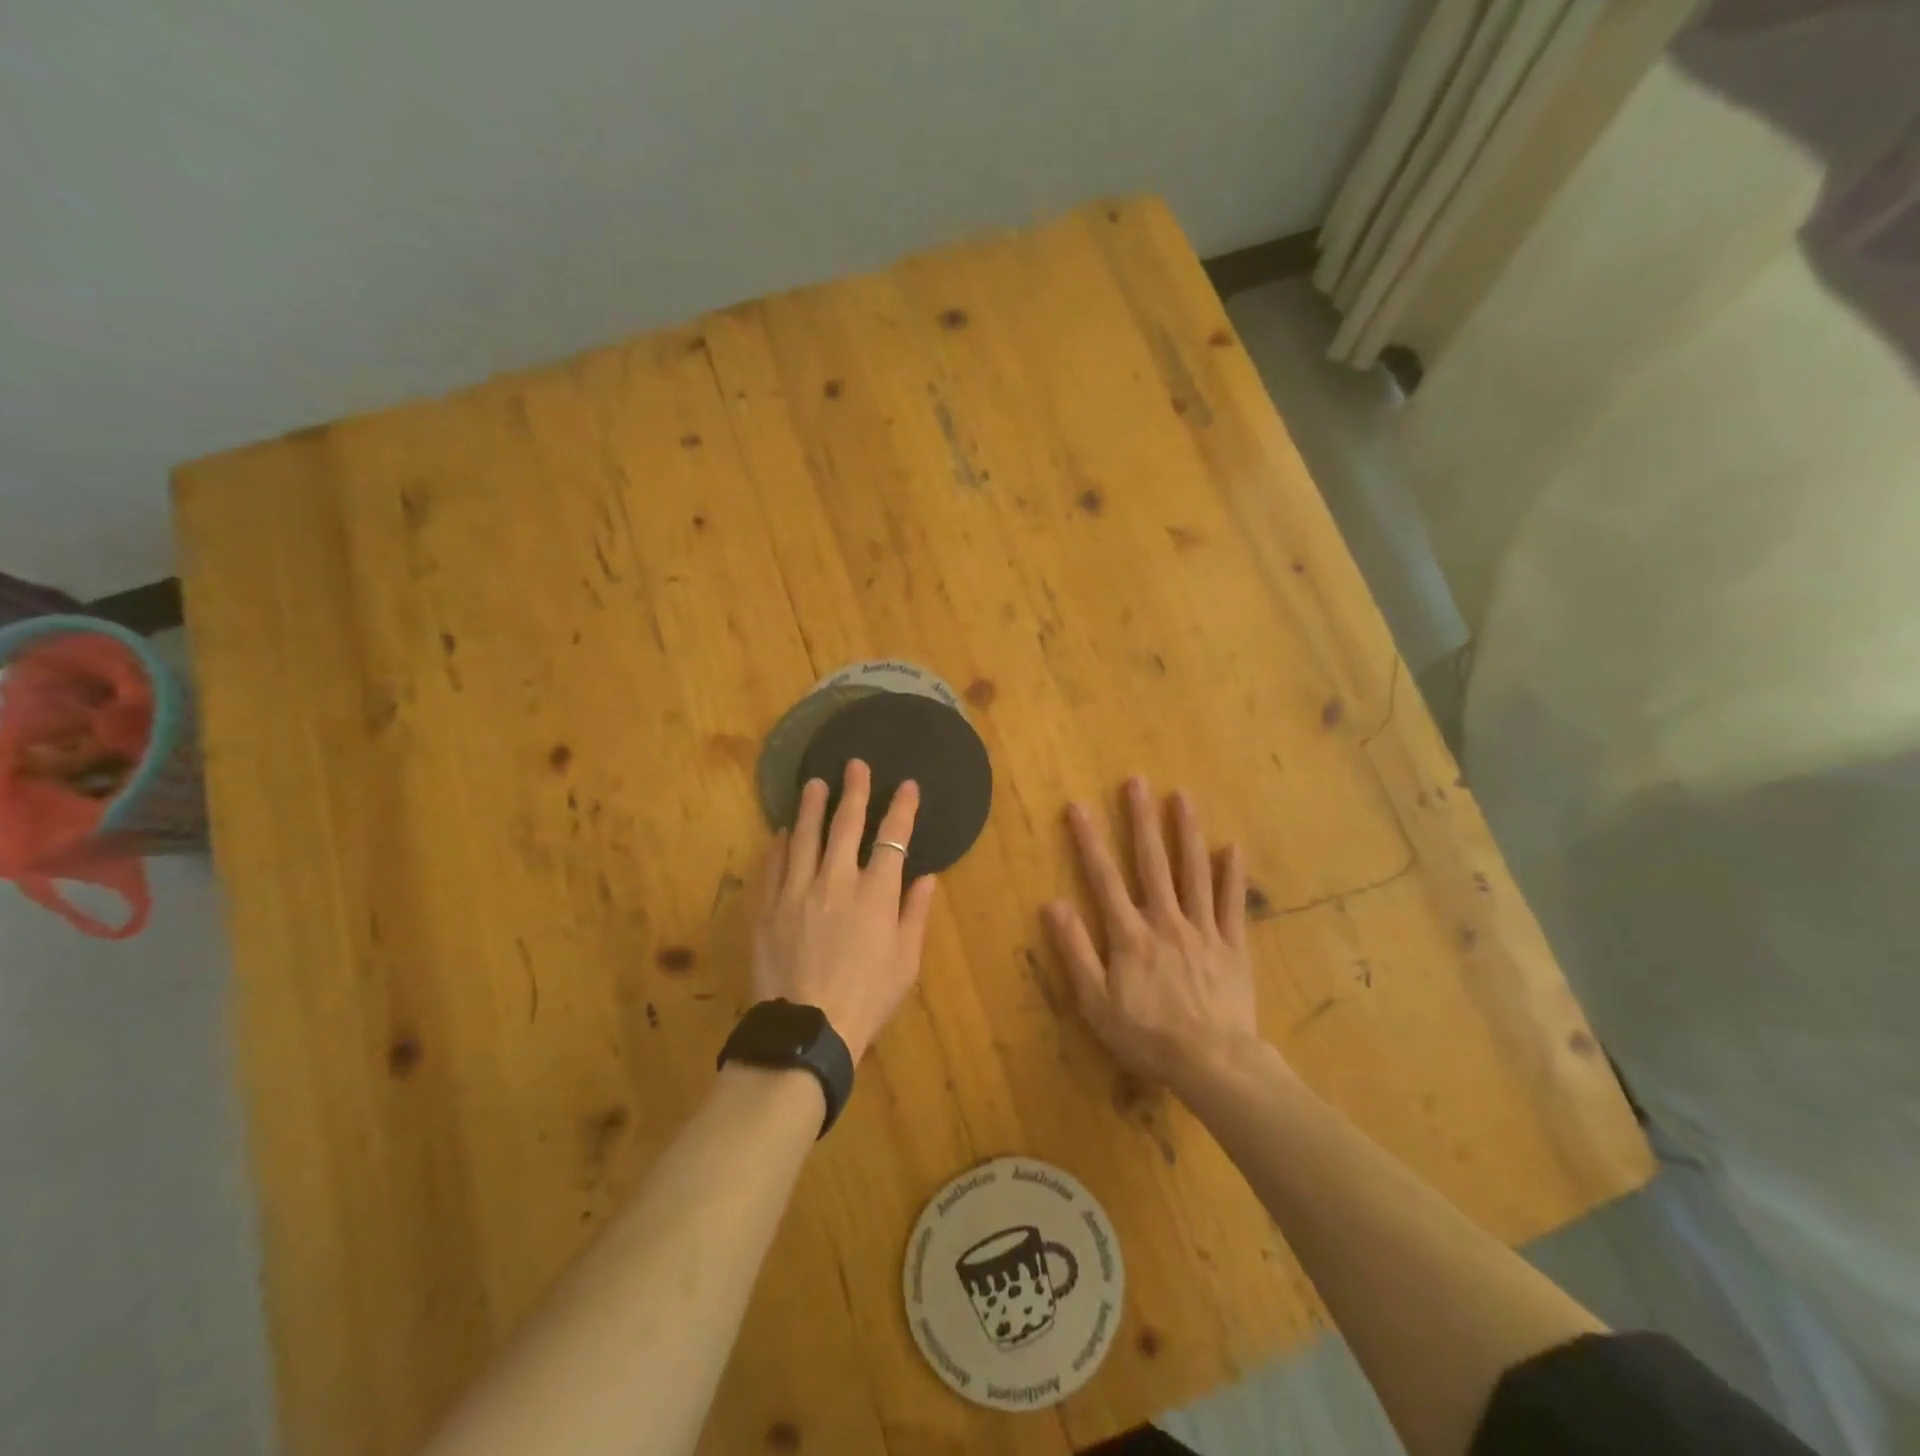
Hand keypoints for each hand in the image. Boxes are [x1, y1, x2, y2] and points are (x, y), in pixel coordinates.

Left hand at [751, 759, 938, 1064]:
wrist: (806, 1030)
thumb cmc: (866, 998)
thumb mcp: (906, 962)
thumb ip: (915, 914)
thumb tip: (927, 878)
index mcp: (875, 894)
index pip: (893, 838)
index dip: (902, 808)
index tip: (906, 785)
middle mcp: (836, 881)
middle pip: (846, 825)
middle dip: (854, 791)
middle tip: (854, 765)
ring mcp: (796, 891)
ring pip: (804, 837)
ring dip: (811, 807)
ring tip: (814, 784)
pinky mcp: (767, 907)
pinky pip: (772, 866)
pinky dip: (779, 845)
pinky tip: (783, 832)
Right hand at [1046, 778, 1262, 1088]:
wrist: (1213, 1063)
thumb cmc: (1147, 1037)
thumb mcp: (1096, 1002)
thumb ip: (1076, 951)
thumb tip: (1054, 905)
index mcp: (1130, 935)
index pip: (1104, 878)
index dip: (1089, 841)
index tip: (1078, 807)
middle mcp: (1166, 921)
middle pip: (1152, 863)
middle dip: (1142, 820)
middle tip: (1137, 782)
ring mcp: (1203, 930)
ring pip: (1194, 872)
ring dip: (1187, 832)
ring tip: (1183, 797)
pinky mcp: (1233, 946)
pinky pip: (1233, 904)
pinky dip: (1232, 875)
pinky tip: (1233, 848)